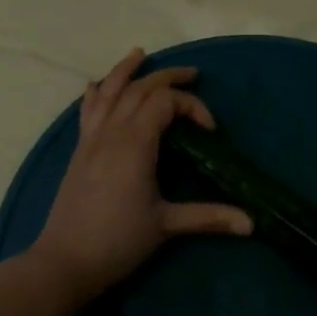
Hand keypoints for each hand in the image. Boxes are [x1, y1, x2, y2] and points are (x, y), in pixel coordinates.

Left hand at [31, 49, 252, 301]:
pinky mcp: (79, 151)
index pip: (165, 102)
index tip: (209, 131)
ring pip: (108, 91)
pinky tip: (97, 84)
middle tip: (192, 74)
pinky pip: (87, 109)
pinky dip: (97, 91)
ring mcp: (91, 139)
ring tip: (140, 54)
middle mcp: (112, 132)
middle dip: (168, 77)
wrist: (65, 261)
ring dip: (126, 70)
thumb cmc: (117, 241)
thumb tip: (251, 223)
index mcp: (135, 143)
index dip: (192, 106)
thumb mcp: (166, 226)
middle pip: (139, 89)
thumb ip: (208, 217)